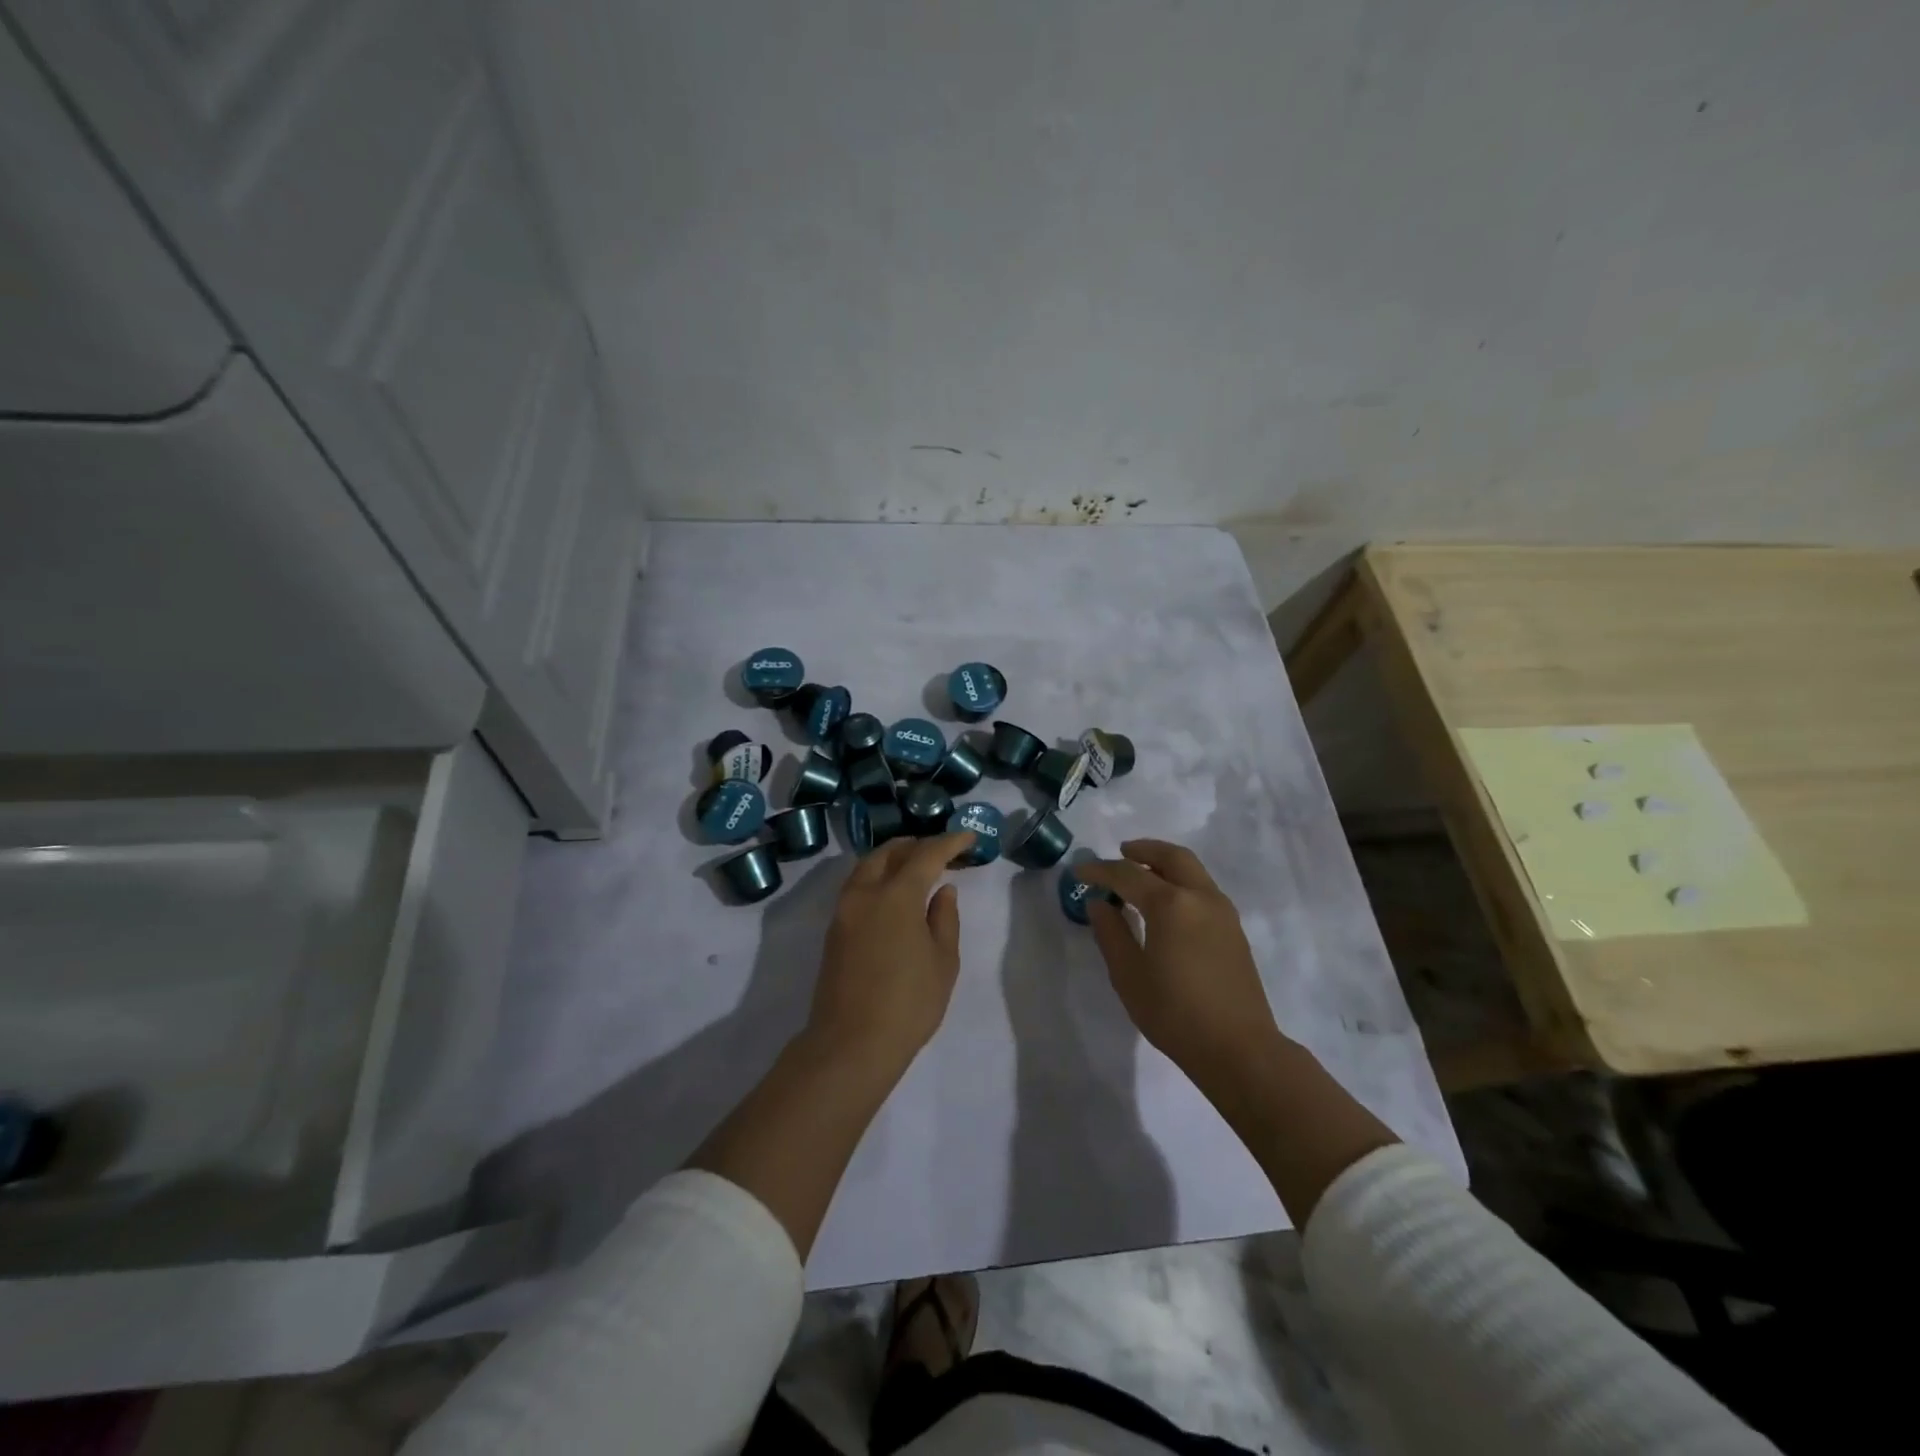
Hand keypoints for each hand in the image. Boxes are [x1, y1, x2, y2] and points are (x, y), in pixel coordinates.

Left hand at [806, 830, 974, 1080]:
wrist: (851, 1044)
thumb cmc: (908, 1003)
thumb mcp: (943, 962)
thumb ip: (945, 919)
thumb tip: (943, 891)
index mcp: (896, 895)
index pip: (926, 854)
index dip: (949, 842)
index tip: (969, 837)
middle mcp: (865, 893)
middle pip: (889, 852)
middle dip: (916, 845)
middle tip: (941, 851)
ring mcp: (844, 911)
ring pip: (867, 867)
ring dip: (892, 859)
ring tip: (916, 867)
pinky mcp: (834, 930)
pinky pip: (857, 887)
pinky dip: (878, 877)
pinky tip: (894, 893)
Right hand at [1077, 840, 1287, 1097]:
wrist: (1239, 1048)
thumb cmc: (1175, 1013)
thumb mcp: (1129, 975)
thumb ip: (1111, 932)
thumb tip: (1100, 903)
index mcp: (1171, 904)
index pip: (1128, 874)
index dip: (1100, 870)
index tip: (1079, 873)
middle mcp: (1200, 896)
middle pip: (1171, 857)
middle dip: (1143, 850)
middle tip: (1120, 853)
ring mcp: (1223, 911)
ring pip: (1192, 870)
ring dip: (1165, 863)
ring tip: (1141, 873)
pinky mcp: (1234, 929)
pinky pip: (1203, 888)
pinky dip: (1181, 881)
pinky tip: (1166, 903)